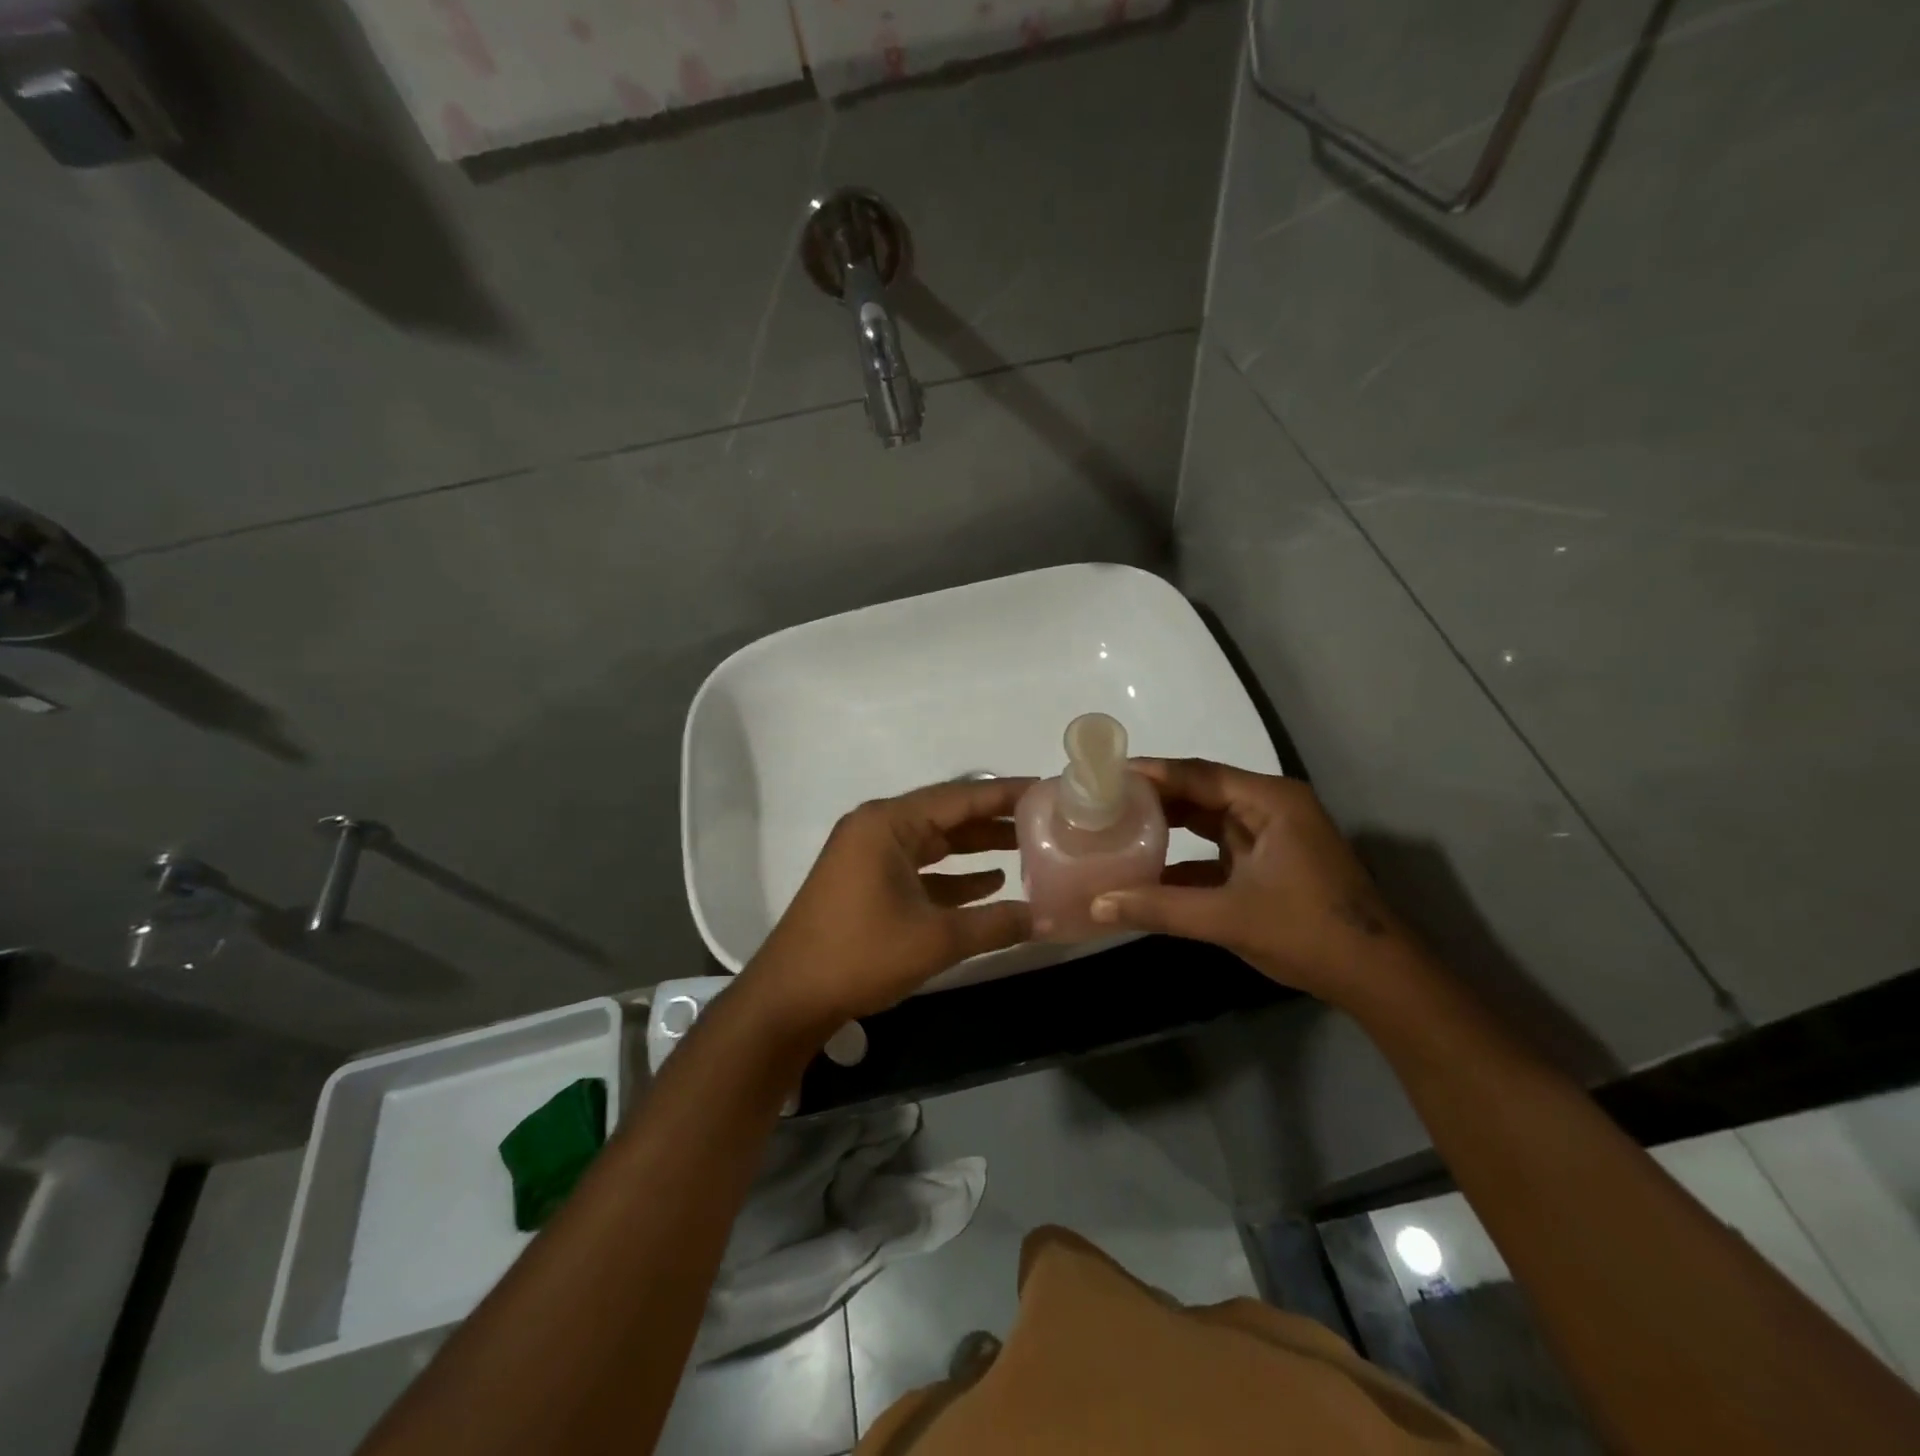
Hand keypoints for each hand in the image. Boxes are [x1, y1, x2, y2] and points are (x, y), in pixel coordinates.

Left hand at [739, 776, 1034, 1034]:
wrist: (790, 997)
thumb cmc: (860, 955)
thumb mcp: (936, 939)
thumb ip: (996, 924)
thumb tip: (1046, 918)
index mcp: (888, 824)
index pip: (960, 796)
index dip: (1006, 794)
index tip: (1048, 790)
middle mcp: (878, 828)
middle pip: (947, 815)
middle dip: (996, 820)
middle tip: (1046, 821)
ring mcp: (870, 855)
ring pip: (935, 842)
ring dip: (977, 847)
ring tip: (1028, 848)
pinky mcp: (867, 881)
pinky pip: (920, 867)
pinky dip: (953, 874)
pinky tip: (991, 883)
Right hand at [1089, 758, 1417, 1004]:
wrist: (1377, 979)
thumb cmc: (1308, 933)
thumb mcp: (1228, 918)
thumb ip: (1160, 908)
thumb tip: (1096, 905)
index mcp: (1270, 801)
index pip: (1199, 774)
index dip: (1151, 773)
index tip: (1104, 774)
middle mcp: (1270, 808)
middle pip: (1201, 791)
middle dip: (1154, 797)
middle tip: (1102, 800)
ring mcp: (1271, 836)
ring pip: (1207, 819)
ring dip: (1167, 825)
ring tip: (1116, 824)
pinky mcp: (1268, 863)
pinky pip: (1217, 848)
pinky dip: (1184, 857)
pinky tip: (1147, 868)